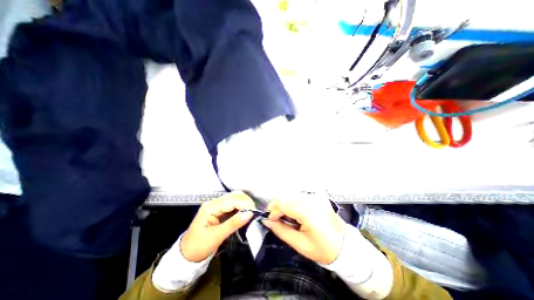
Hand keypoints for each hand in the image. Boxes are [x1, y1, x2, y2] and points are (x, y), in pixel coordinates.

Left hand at [180, 192, 255, 261]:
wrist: (186, 256)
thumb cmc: (199, 247)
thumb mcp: (216, 237)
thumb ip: (233, 224)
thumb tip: (250, 214)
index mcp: (211, 207)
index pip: (232, 201)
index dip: (245, 204)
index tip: (255, 212)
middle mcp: (214, 202)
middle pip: (234, 195)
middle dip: (246, 201)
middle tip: (254, 212)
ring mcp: (216, 205)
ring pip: (234, 198)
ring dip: (244, 203)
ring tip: (251, 212)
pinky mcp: (219, 210)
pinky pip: (232, 204)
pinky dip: (240, 207)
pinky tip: (245, 212)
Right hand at [262, 192, 344, 263]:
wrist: (345, 245)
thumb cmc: (323, 249)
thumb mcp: (300, 244)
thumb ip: (281, 230)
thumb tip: (266, 221)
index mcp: (309, 212)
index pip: (284, 203)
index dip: (274, 211)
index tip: (271, 220)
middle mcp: (313, 199)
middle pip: (287, 196)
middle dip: (278, 206)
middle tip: (277, 219)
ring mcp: (316, 196)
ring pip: (292, 195)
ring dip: (285, 204)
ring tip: (287, 217)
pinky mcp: (318, 195)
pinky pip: (299, 195)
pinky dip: (293, 202)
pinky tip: (295, 212)